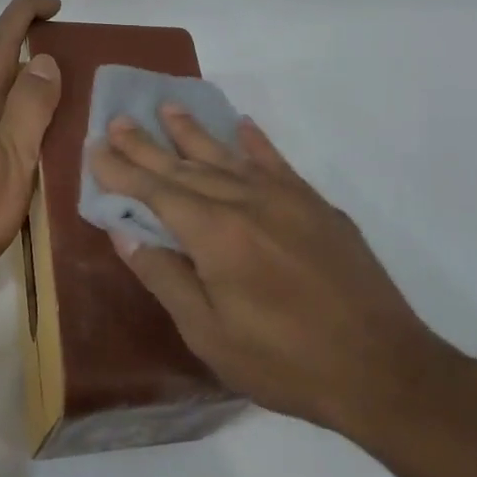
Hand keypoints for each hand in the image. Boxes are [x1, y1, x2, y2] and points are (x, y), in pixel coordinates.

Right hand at [88, 106, 460, 445]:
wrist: (382, 368)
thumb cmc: (284, 361)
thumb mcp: (208, 333)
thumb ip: (165, 276)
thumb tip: (124, 231)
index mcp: (215, 234)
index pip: (155, 191)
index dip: (122, 170)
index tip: (95, 147)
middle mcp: (246, 202)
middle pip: (185, 167)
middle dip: (146, 145)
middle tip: (117, 120)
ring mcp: (286, 199)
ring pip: (228, 156)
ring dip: (194, 133)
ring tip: (167, 108)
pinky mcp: (317, 207)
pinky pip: (277, 163)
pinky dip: (255, 143)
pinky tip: (242, 126)